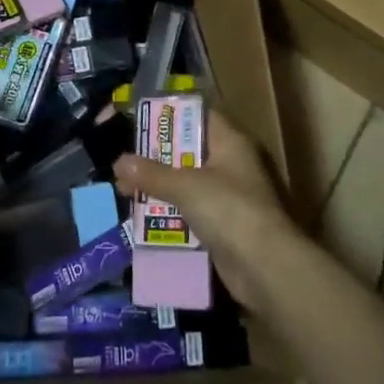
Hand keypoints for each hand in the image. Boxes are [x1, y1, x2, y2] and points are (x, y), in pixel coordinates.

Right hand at [113, 109, 301, 310]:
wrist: (265, 268)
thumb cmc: (228, 210)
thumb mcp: (185, 186)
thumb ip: (152, 173)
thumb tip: (119, 161)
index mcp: (229, 142)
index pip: (197, 115)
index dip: (168, 115)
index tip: (138, 119)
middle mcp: (230, 164)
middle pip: (187, 150)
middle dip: (155, 156)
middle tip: (124, 159)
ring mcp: (227, 197)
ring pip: (186, 183)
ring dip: (158, 186)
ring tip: (124, 187)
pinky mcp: (222, 226)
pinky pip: (189, 211)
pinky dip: (168, 212)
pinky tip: (141, 215)